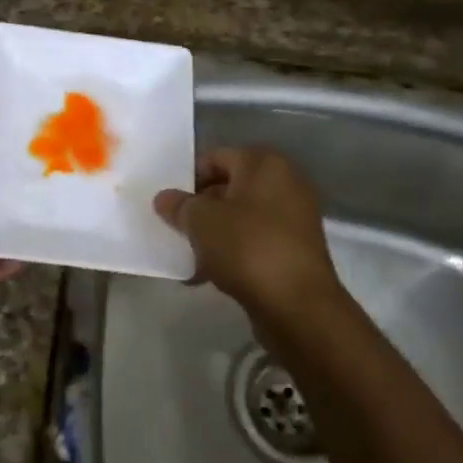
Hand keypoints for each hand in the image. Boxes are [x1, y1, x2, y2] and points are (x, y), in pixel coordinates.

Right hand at [153, 147, 339, 317]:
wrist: (297, 304)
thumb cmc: (247, 247)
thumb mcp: (200, 221)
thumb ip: (179, 205)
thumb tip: (165, 198)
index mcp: (264, 163)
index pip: (216, 158)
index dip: (188, 178)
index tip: (170, 203)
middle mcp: (285, 182)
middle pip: (229, 187)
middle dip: (200, 208)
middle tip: (176, 228)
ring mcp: (294, 217)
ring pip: (240, 217)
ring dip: (213, 233)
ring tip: (189, 256)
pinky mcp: (295, 248)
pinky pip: (254, 241)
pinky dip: (232, 252)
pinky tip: (208, 274)